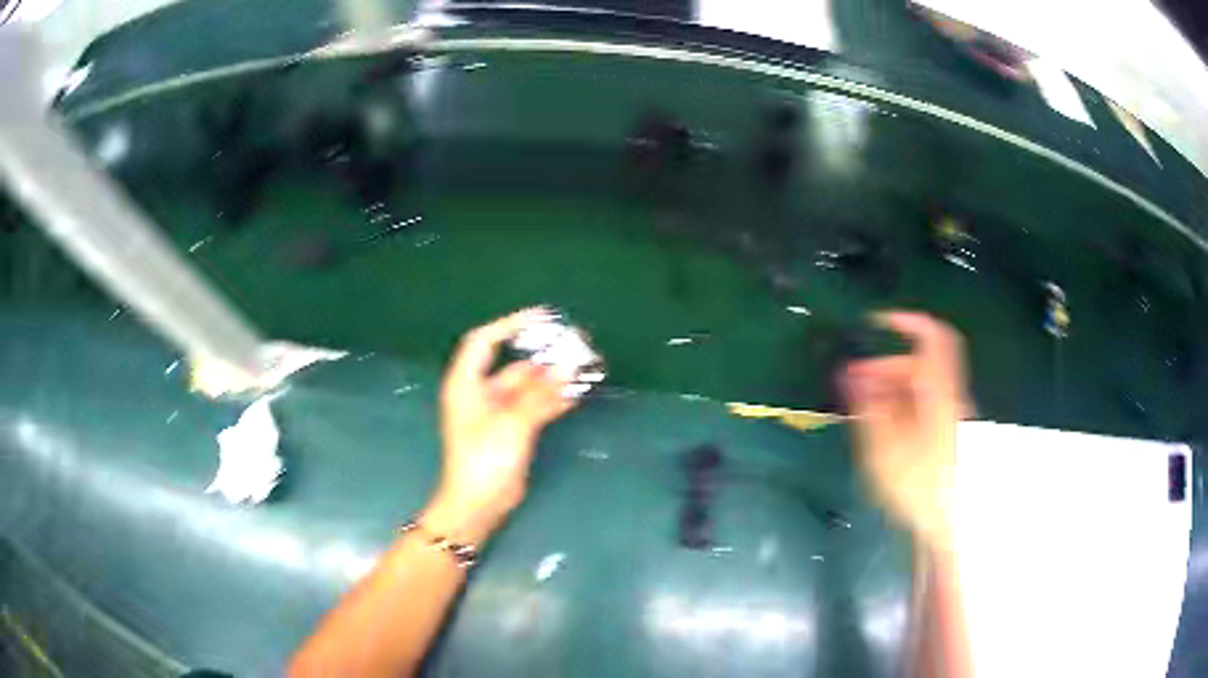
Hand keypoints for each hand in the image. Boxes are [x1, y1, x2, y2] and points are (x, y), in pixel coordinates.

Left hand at [422, 308, 576, 546]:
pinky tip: (575, 394)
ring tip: (583, 367)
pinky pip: (533, 406)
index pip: (485, 341)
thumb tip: (567, 366)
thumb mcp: (511, 423)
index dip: (511, 324)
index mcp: (467, 383)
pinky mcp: (510, 430)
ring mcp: (496, 412)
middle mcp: (480, 392)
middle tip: (573, 343)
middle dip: (542, 355)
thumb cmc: (484, 460)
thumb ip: (540, 394)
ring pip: (527, 387)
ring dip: (552, 379)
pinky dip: (551, 399)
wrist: (478, 504)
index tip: (542, 317)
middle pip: (513, 364)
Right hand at [841, 312, 970, 550]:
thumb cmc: (917, 485)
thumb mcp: (884, 448)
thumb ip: (868, 406)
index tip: (876, 323)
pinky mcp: (948, 432)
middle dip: (885, 366)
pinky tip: (884, 428)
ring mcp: (951, 415)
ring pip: (921, 384)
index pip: (931, 336)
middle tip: (853, 383)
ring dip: (891, 386)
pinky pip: (925, 403)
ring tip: (863, 409)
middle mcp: (949, 395)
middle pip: (920, 363)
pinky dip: (902, 403)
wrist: (948, 522)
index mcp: (937, 391)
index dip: (906, 322)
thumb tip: (851, 373)